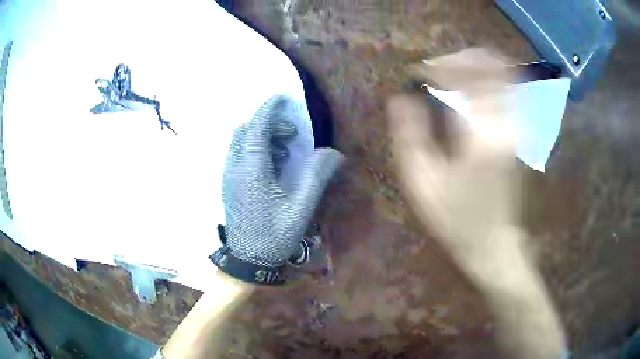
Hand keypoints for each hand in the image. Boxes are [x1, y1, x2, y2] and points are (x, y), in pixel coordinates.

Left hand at [212, 95, 343, 284]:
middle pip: (246, 131)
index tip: (282, 98)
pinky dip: (254, 149)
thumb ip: (316, 177)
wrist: (247, 261)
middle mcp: (235, 168)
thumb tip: (333, 153)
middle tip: (292, 136)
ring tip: (284, 152)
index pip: (256, 128)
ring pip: (240, 142)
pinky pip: (238, 154)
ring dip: (261, 137)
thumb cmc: (274, 236)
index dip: (268, 109)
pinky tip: (271, 166)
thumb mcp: (300, 208)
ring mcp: (228, 176)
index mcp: (251, 170)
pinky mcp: (228, 184)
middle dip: (268, 124)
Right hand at [388, 48, 517, 262]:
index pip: (469, 75)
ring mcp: (517, 126)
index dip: (441, 65)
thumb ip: (409, 134)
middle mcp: (506, 121)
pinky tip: (468, 91)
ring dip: (474, 66)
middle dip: (461, 58)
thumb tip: (400, 97)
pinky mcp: (518, 132)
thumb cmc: (457, 218)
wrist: (493, 242)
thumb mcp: (422, 183)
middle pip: (493, 65)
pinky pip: (506, 90)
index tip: (419, 74)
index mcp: (483, 132)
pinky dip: (486, 80)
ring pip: (503, 74)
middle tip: (435, 69)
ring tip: (449, 75)